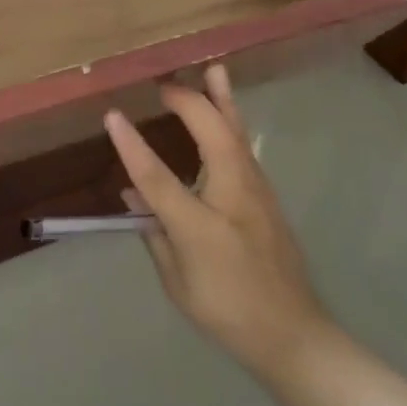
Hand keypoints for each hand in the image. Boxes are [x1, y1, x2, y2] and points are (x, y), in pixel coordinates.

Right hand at [105, 65, 332, 382]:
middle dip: (187, 103)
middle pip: (211, 134)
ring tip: (214, 70)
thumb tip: (134, 195)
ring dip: (221, 100)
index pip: (157, 177)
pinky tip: (225, 112)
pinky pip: (244, 147)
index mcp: (201, 226)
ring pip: (236, 133)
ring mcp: (256, 192)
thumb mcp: (177, 282)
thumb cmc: (228, 312)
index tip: (113, 115)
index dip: (132, 145)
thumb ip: (154, 234)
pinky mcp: (267, 195)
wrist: (294, 334)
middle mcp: (232, 197)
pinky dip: (231, 121)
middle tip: (162, 86)